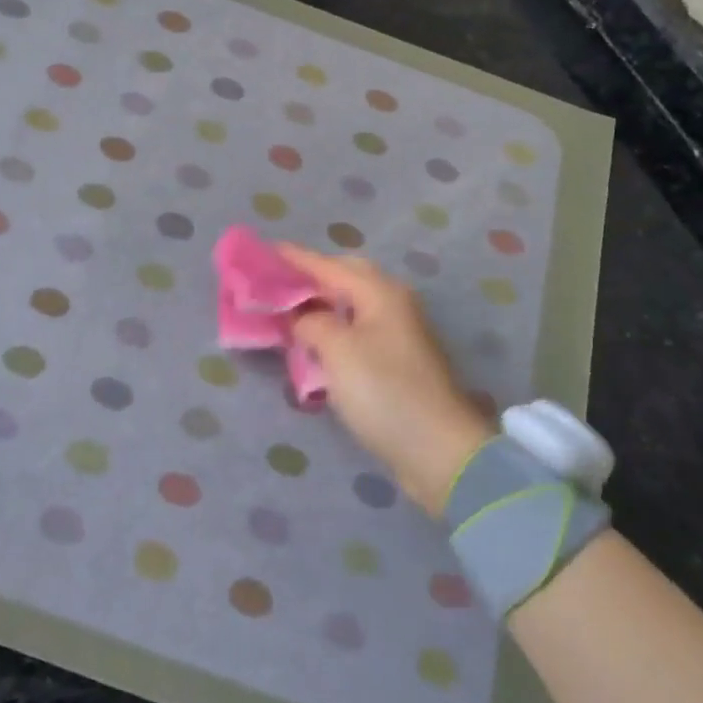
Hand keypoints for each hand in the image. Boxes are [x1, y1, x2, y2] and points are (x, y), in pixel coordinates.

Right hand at [279, 246, 492, 514]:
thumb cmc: (384, 392)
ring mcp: (398, 332)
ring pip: (352, 304)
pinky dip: (334, 328)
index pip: (328, 265)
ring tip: (289, 312)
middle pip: (345, 277)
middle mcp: (392, 303)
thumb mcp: (337, 351)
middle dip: (311, 276)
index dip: (295, 258)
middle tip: (276, 283)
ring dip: (322, 304)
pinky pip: (357, 329)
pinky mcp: (398, 361)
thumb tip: (300, 315)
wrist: (439, 451)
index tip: (264, 251)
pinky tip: (315, 343)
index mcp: (380, 291)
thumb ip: (310, 322)